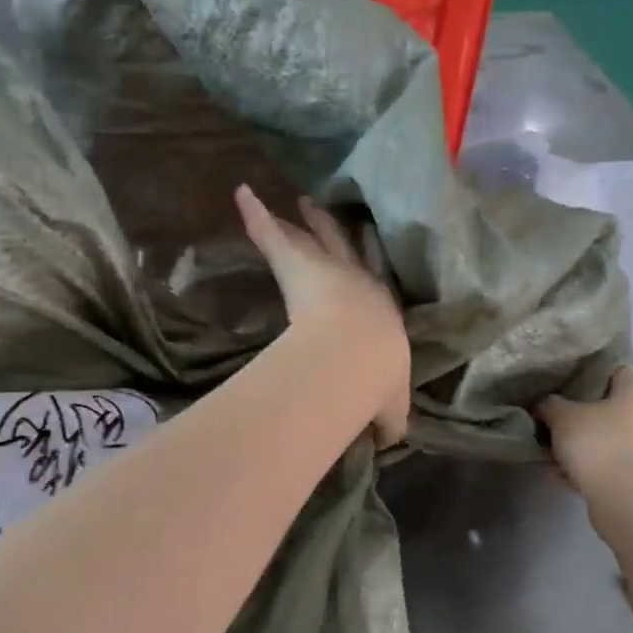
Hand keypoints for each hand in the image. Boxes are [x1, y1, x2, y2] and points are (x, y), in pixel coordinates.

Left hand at [236, 185, 410, 447]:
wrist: (356, 358)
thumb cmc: (375, 380)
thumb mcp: (388, 407)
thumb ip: (388, 421)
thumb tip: (390, 440)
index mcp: (381, 311)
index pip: (373, 287)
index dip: (366, 275)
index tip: (362, 265)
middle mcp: (358, 281)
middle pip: (347, 249)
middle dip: (341, 233)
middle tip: (333, 217)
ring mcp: (326, 268)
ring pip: (314, 238)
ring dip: (307, 220)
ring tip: (301, 200)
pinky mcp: (294, 263)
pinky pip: (271, 236)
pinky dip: (254, 214)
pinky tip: (241, 193)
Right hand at [537, 367, 632, 495]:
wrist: (629, 503)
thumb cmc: (599, 447)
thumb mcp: (562, 418)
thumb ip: (549, 405)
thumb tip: (545, 403)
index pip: (615, 370)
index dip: (589, 373)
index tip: (564, 382)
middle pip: (610, 407)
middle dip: (583, 414)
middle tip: (554, 419)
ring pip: (608, 438)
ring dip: (584, 445)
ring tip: (553, 453)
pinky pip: (609, 464)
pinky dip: (589, 468)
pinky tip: (562, 476)